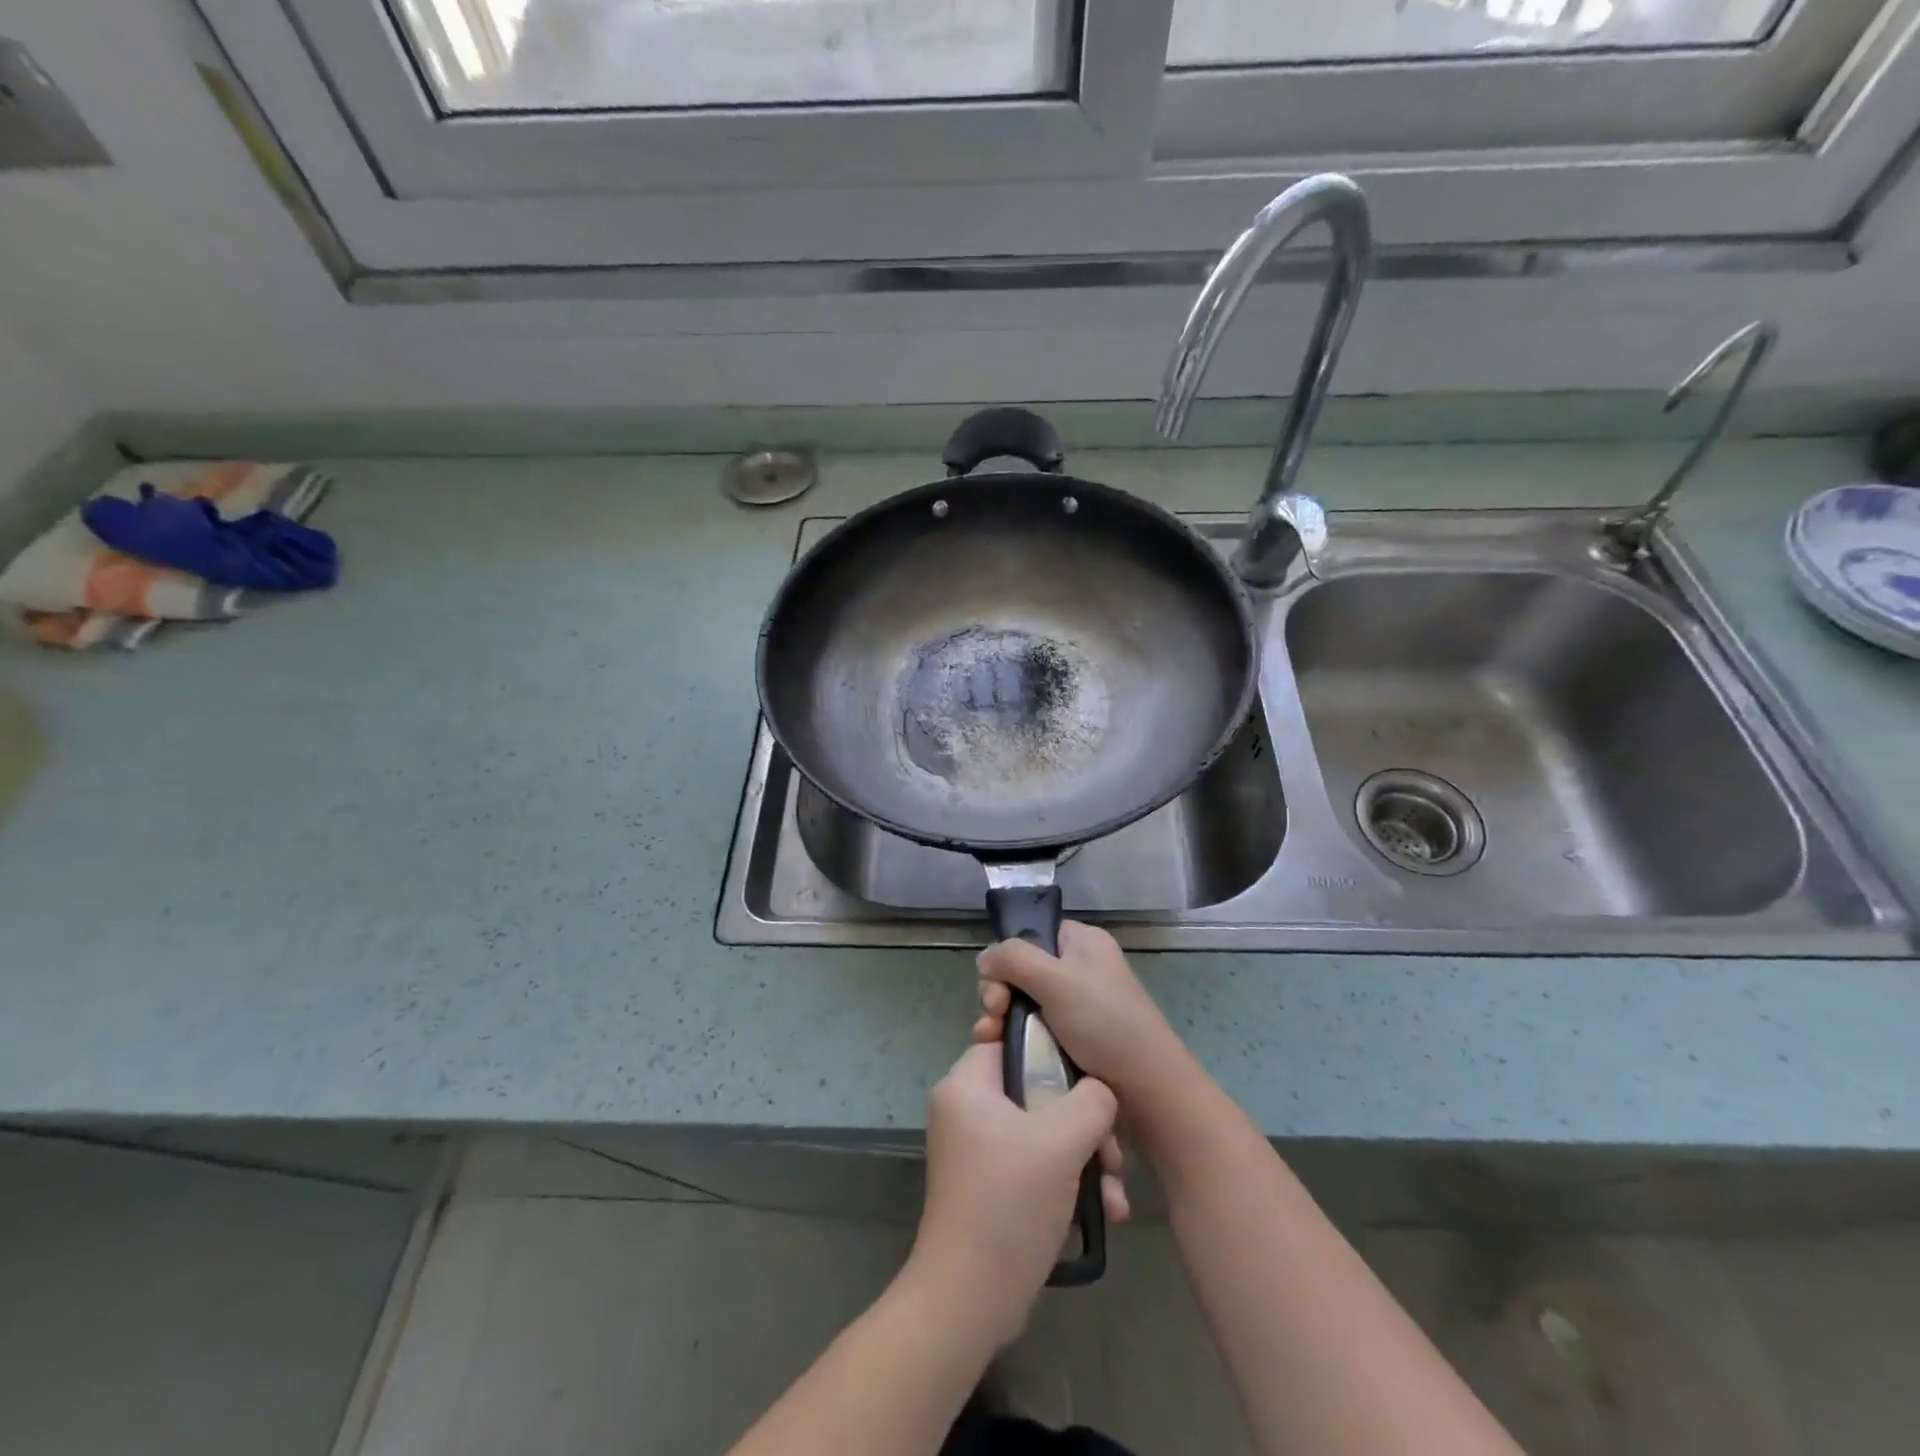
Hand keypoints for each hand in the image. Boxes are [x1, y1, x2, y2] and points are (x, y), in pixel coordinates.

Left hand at [908, 1043, 1127, 1348]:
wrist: (969, 1302)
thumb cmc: (1009, 1204)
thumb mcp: (1060, 1143)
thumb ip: (1090, 1101)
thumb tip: (1101, 1092)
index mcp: (967, 1086)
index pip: (1012, 1042)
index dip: (1053, 1053)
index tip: (1090, 1080)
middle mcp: (967, 1111)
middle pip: (1036, 1091)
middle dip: (1084, 1122)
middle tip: (1112, 1153)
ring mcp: (979, 1151)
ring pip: (1043, 1132)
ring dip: (1085, 1158)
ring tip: (1114, 1192)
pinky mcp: (993, 1187)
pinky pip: (1037, 1165)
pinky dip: (1068, 1182)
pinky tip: (1105, 1210)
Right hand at [974, 921, 1189, 1107]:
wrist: (1147, 1092)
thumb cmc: (1105, 1023)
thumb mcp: (1056, 980)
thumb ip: (1014, 958)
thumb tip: (984, 959)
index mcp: (1083, 943)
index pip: (1033, 935)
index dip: (1008, 957)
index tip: (997, 986)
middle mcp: (1080, 969)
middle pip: (1022, 971)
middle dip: (999, 993)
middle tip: (993, 1017)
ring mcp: (1076, 1007)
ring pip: (1023, 1004)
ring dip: (1001, 1020)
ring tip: (989, 1040)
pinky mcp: (1073, 1041)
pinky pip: (1034, 1032)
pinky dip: (1015, 1040)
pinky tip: (1001, 1054)